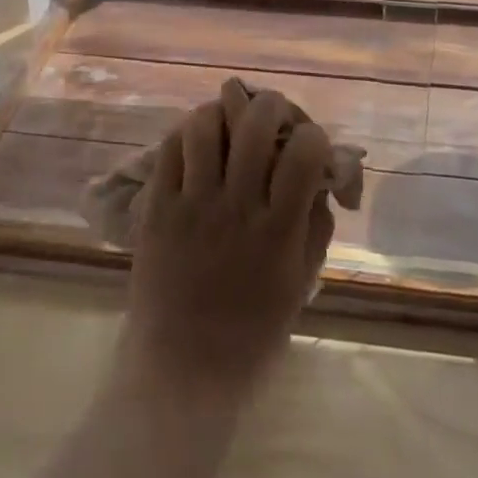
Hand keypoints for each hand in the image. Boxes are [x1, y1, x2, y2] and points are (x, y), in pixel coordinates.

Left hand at [118, 79, 335, 403]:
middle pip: (255, 122)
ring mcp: (192, 204)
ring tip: (229, 127)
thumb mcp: (300, 283)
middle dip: (271, 105)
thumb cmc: (252, 334)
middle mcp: (236, 207)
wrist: (182, 371)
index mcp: (278, 230)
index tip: (308, 145)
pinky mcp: (157, 207)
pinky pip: (170, 148)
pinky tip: (197, 145)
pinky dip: (186, 134)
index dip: (313, 135)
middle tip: (270, 117)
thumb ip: (314, 223)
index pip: (305, 151)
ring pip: (206, 124)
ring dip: (223, 115)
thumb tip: (319, 175)